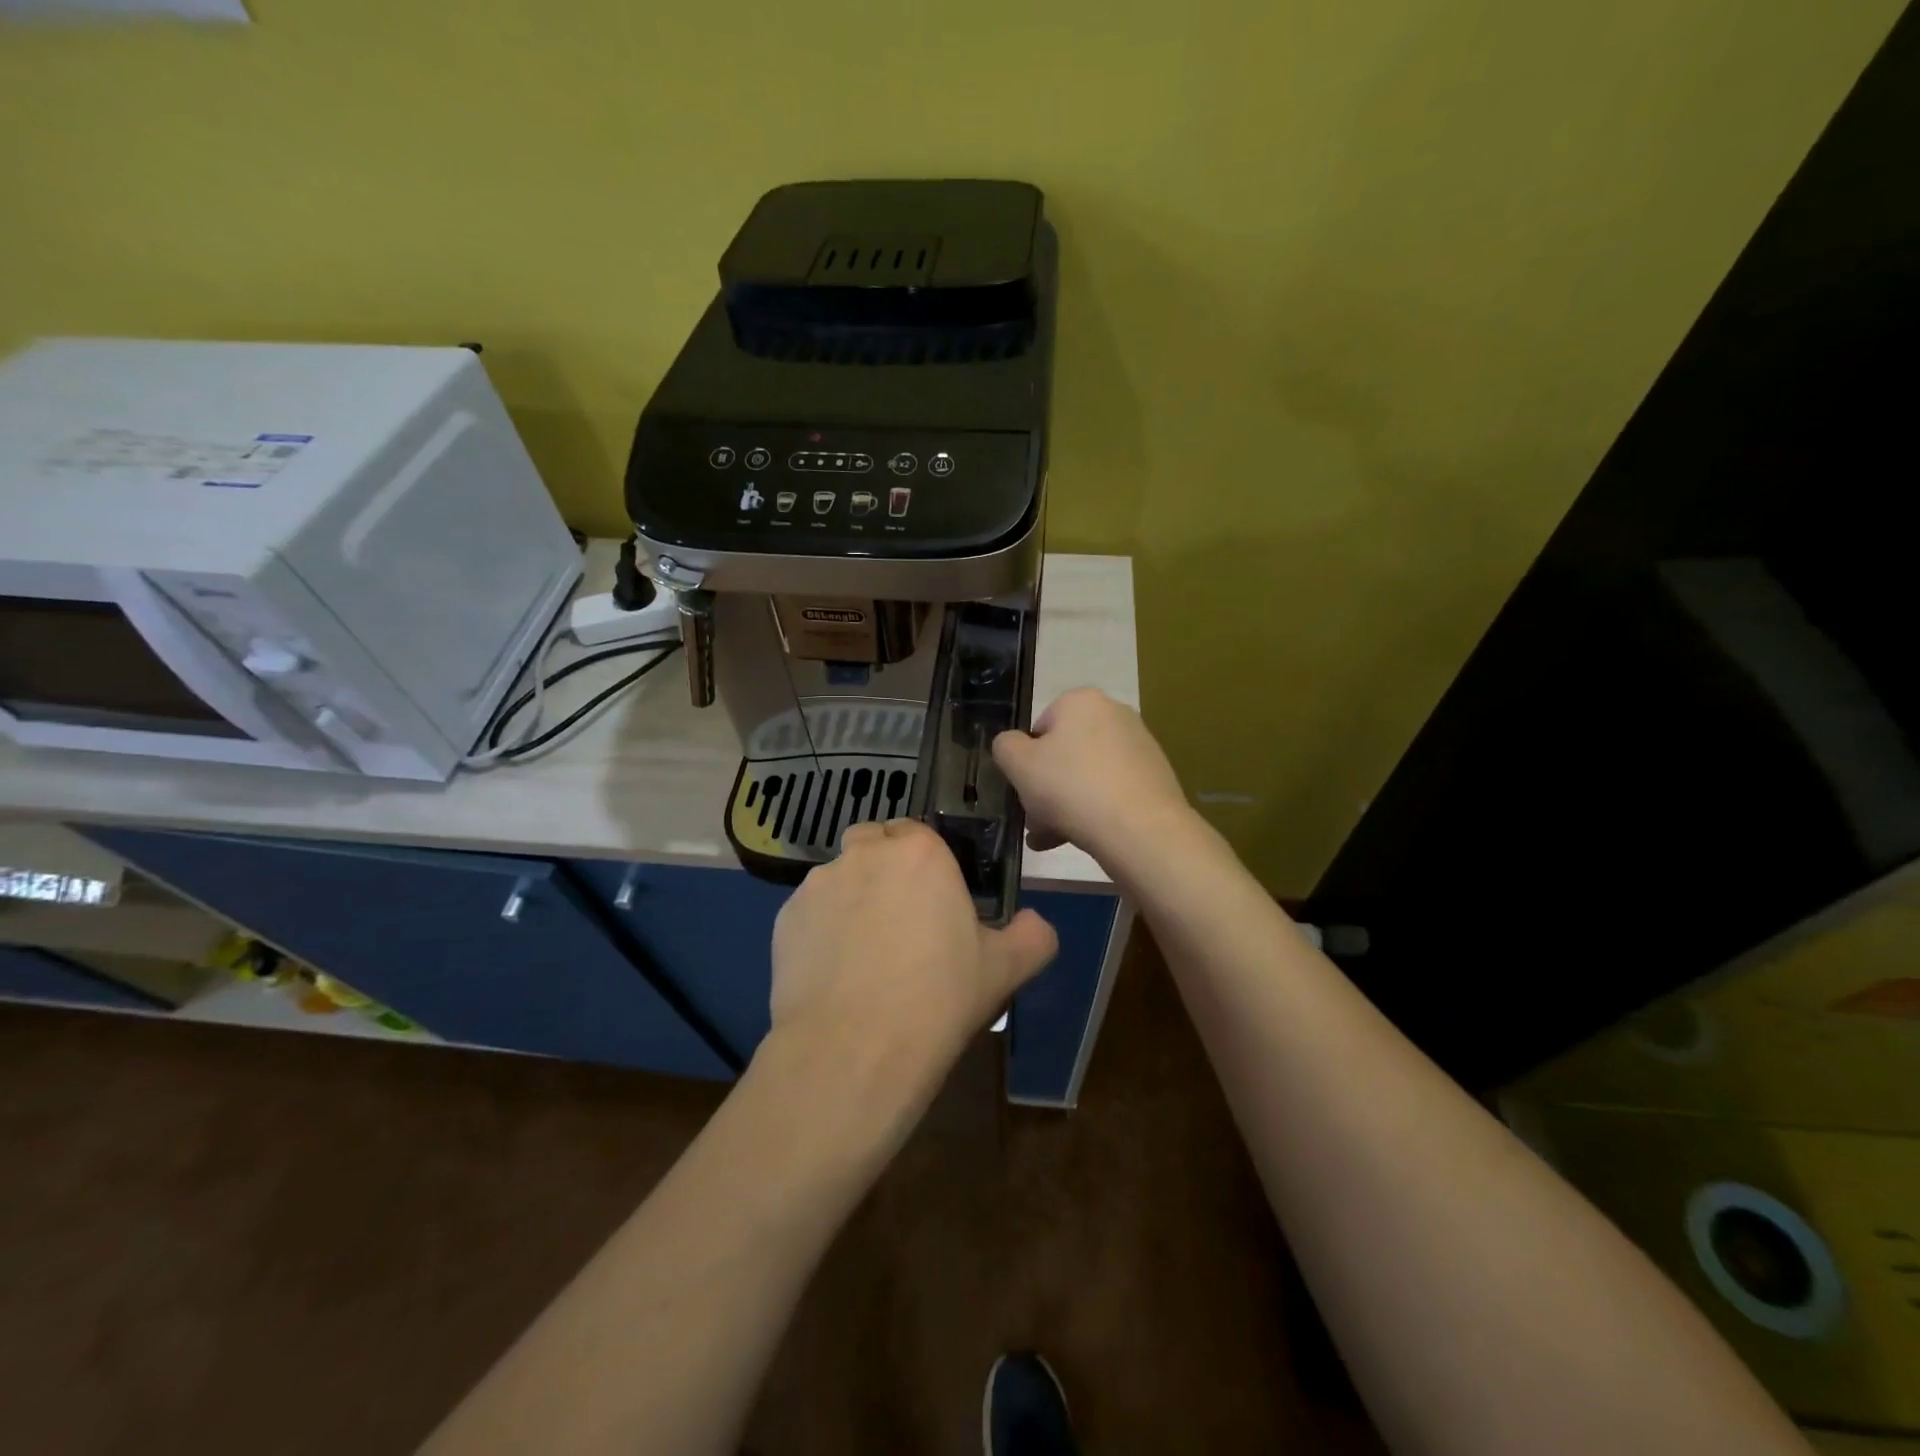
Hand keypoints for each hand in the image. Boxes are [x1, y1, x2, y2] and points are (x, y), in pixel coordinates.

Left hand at [767, 819, 1057, 1113]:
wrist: (855, 1050)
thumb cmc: (939, 999)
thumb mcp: (1006, 969)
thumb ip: (1033, 935)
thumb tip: (1036, 924)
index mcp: (920, 852)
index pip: (919, 832)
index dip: (926, 861)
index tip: (935, 898)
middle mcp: (865, 854)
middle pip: (874, 844)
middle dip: (885, 868)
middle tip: (902, 920)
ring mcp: (818, 884)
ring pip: (840, 877)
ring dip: (852, 898)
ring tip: (865, 954)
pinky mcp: (784, 918)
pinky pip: (810, 912)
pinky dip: (822, 929)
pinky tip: (835, 973)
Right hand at [992, 688, 1191, 865]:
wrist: (1141, 830)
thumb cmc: (1072, 788)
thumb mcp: (1019, 765)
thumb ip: (1005, 747)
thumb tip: (1012, 745)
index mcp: (1082, 701)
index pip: (1040, 727)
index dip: (1026, 760)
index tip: (1023, 789)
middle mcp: (1115, 714)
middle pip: (1065, 753)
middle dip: (1045, 787)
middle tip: (1034, 821)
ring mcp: (1140, 747)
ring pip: (1086, 776)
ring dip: (1064, 805)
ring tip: (1051, 839)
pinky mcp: (1155, 778)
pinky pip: (1111, 791)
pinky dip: (1093, 811)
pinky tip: (1080, 839)